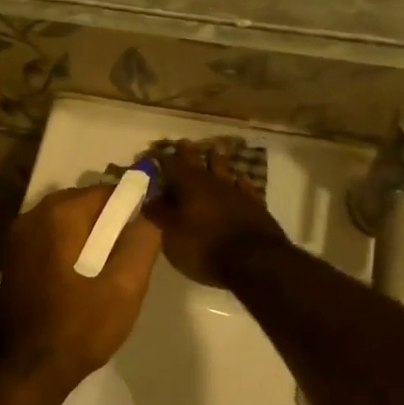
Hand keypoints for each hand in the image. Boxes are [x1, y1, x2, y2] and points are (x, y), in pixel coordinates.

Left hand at [0, 185, 161, 389]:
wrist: (27, 369)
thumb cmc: (79, 327)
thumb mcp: (125, 287)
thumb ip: (142, 243)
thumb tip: (150, 216)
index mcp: (59, 215)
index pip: (106, 192)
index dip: (131, 208)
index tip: (145, 234)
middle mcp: (32, 216)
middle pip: (82, 204)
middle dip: (108, 223)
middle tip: (128, 256)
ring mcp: (16, 238)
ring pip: (64, 223)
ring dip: (88, 237)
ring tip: (108, 270)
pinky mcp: (11, 260)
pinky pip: (48, 240)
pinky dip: (68, 248)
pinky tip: (81, 278)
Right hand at [144, 140, 287, 287]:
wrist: (253, 261)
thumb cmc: (203, 247)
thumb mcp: (171, 234)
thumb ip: (159, 214)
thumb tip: (149, 198)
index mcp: (188, 185)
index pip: (169, 164)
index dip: (159, 158)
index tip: (150, 152)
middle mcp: (212, 182)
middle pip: (197, 161)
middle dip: (187, 152)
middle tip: (181, 143)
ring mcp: (236, 192)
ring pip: (224, 169)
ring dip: (216, 160)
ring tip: (212, 150)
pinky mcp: (255, 205)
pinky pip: (244, 186)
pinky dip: (239, 181)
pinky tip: (239, 179)